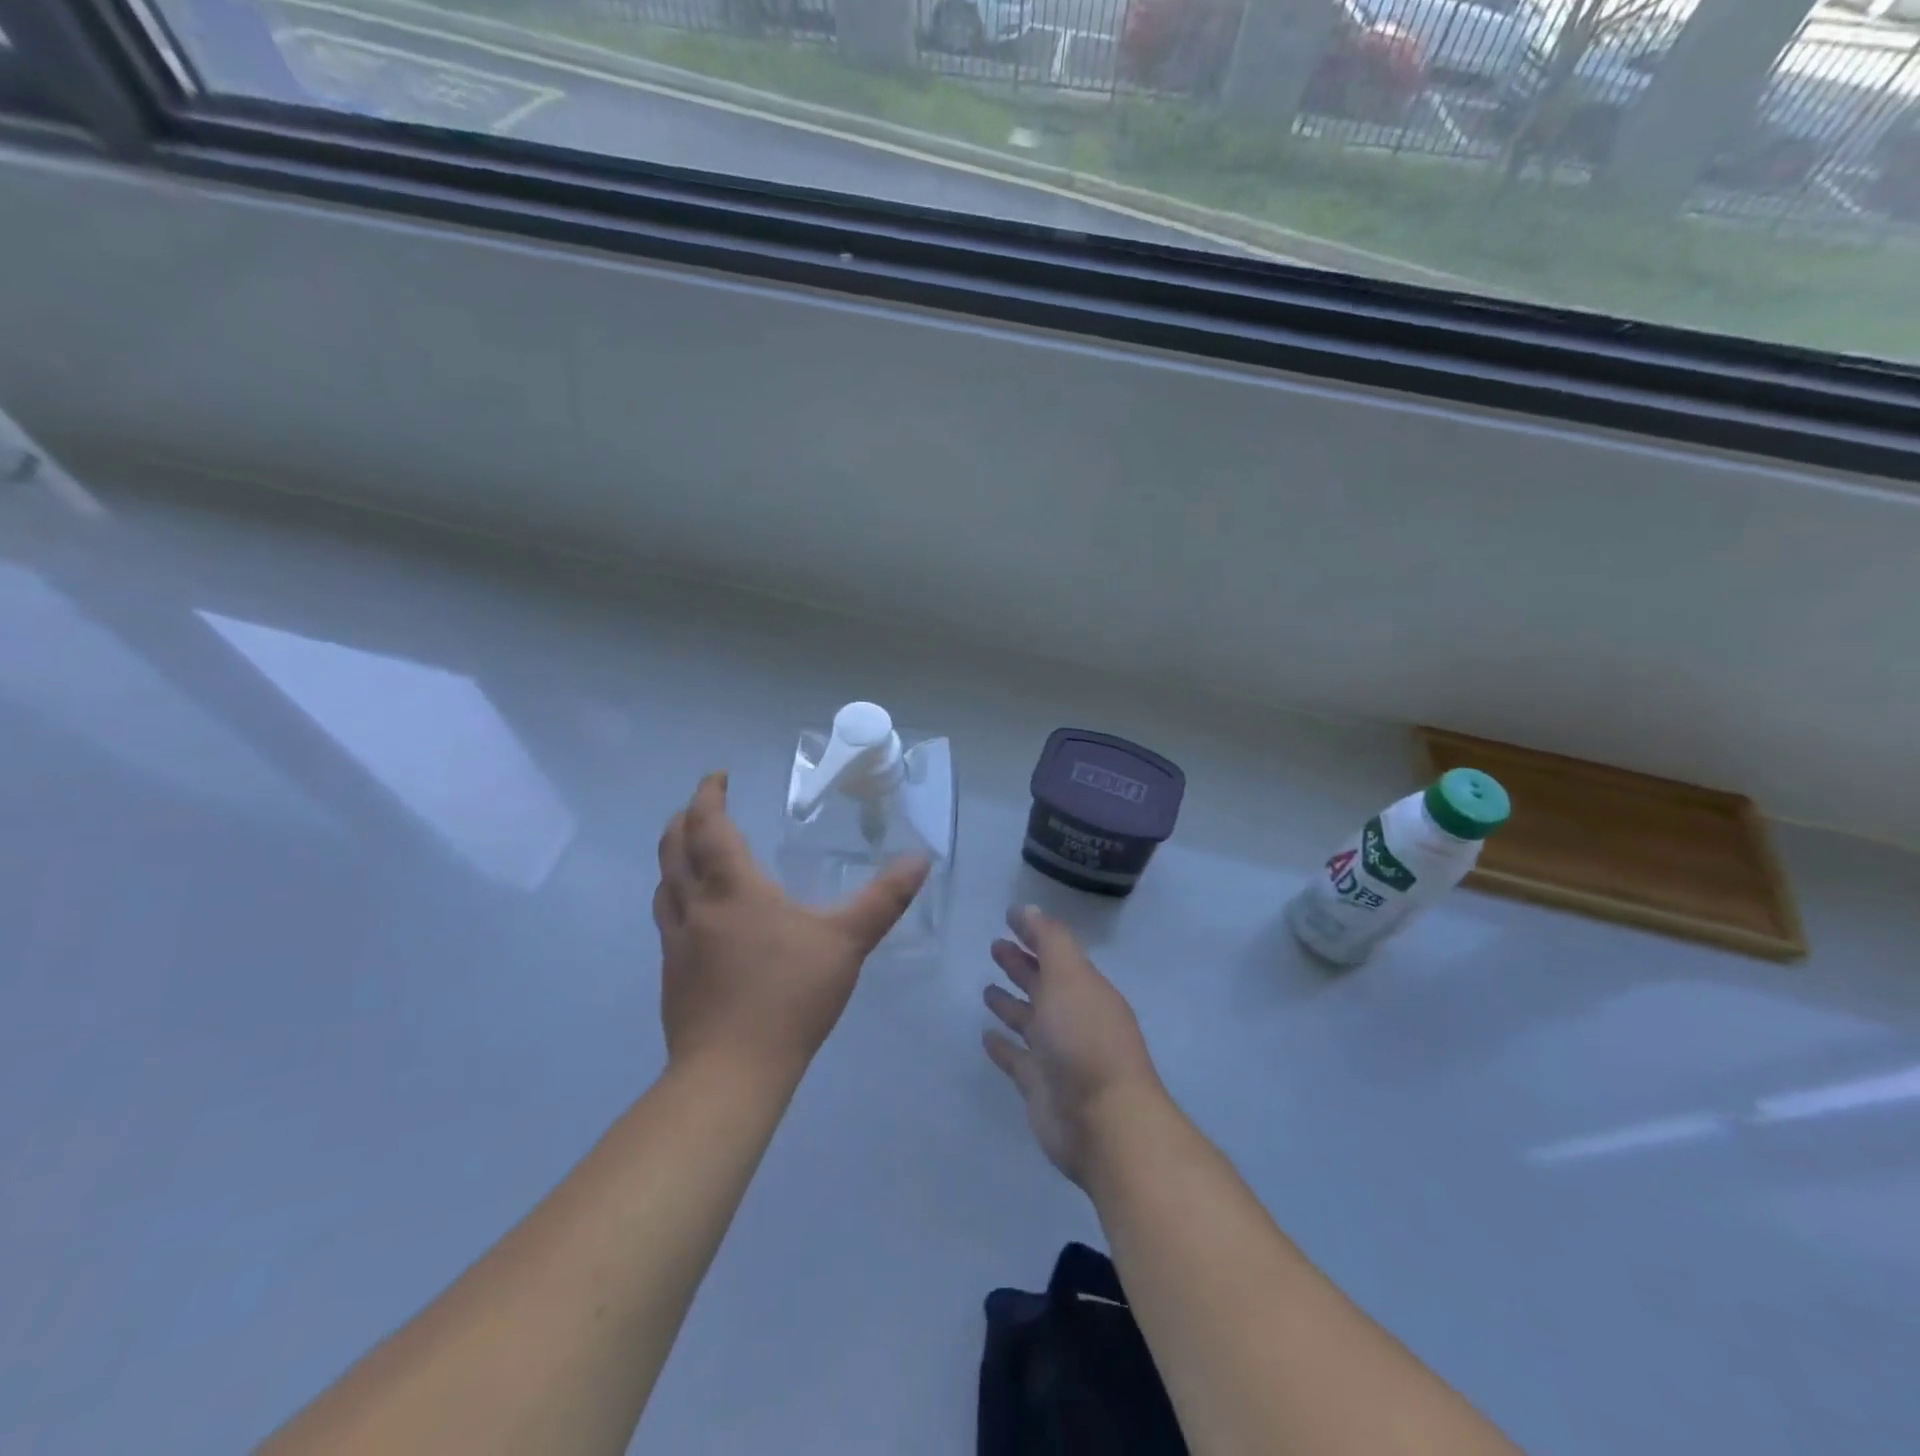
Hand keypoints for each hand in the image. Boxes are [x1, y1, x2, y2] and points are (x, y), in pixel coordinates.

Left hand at [655, 773, 928, 1082]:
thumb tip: (919, 860)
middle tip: (702, 807)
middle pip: (672, 848)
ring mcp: (677, 942)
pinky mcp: (672, 974)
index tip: (717, 778)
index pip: (707, 826)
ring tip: (695, 854)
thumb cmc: (789, 996)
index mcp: (732, 888)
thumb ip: (883, 899)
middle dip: (683, 820)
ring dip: (674, 859)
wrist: (731, 1072)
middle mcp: (695, 906)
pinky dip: (678, 898)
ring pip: (664, 885)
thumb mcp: (847, 943)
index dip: (707, 795)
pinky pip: (667, 920)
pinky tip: (701, 918)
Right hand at [982, 906, 1166, 1186]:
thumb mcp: (1070, 977)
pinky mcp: (1039, 1085)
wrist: (1103, 1122)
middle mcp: (1072, 1017)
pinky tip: (986, 1036)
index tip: (1009, 916)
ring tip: (986, 988)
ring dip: (1010, 1003)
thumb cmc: (1086, 1039)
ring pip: (1029, 1020)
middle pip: (1042, 983)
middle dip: (1020, 965)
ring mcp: (1056, 1053)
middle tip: (994, 946)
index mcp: (1084, 988)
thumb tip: (1028, 909)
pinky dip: (1003, 1047)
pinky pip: (1017, 1059)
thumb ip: (1050, 941)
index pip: (1055, 952)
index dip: (1034, 933)